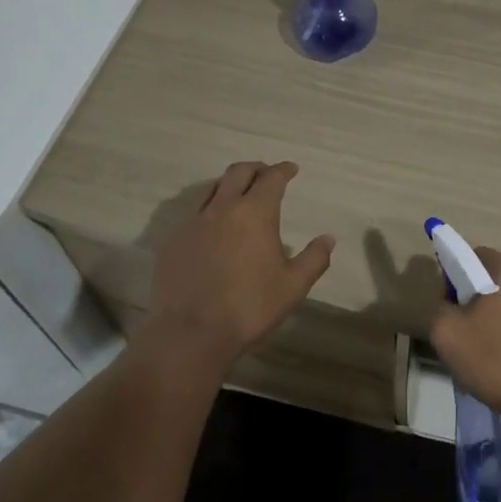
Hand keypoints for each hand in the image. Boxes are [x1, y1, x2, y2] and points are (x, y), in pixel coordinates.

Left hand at [138, 161, 334, 374]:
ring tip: (238, 198)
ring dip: (229, 186)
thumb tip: (328, 238)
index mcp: (255, 212)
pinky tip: (212, 230)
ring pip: (213, 189)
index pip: (272, 178)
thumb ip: (314, 259)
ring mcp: (193, 222)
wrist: (190, 333)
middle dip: (255, 169)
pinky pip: (193, 214)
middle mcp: (223, 207)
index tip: (291, 169)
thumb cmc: (249, 307)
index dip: (283, 170)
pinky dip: (208, 212)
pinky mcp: (172, 240)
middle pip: (239, 172)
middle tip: (265, 175)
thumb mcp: (293, 286)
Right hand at [429, 244, 500, 440]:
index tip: (448, 303)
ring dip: (492, 318)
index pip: (473, 255)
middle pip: (491, 279)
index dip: (454, 274)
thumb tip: (450, 304)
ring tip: (482, 351)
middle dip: (472, 299)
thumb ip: (440, 307)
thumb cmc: (496, 360)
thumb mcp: (447, 333)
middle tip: (461, 330)